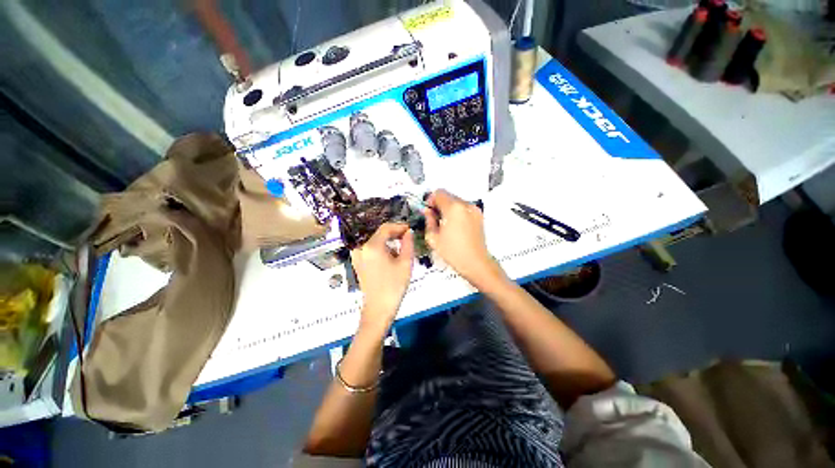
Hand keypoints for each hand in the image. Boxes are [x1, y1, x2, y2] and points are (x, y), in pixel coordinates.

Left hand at [350, 223, 413, 325]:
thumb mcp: (406, 263)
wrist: (378, 308)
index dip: (399, 226)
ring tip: (401, 248)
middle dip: (394, 234)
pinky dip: (381, 248)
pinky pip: (370, 249)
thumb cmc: (394, 285)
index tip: (410, 229)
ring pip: (375, 241)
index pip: (386, 228)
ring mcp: (357, 256)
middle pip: (379, 233)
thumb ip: (408, 243)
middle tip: (407, 238)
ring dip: (388, 242)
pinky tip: (390, 256)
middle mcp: (361, 248)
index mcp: (372, 246)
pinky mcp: (357, 263)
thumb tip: (408, 232)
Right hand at [424, 190, 503, 286]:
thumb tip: (427, 211)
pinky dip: (457, 212)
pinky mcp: (479, 216)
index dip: (431, 200)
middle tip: (434, 218)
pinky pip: (464, 208)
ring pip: (456, 201)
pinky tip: (454, 226)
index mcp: (453, 208)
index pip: (439, 193)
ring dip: (448, 207)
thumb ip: (428, 220)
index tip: (428, 211)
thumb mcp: (433, 238)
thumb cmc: (453, 252)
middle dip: (439, 203)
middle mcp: (466, 204)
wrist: (476, 263)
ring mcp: (474, 209)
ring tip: (445, 223)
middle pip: (448, 195)